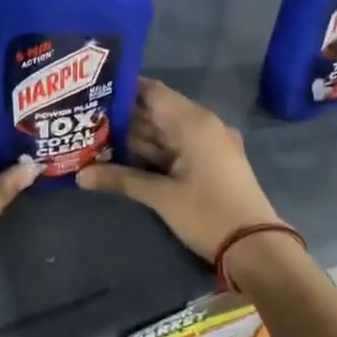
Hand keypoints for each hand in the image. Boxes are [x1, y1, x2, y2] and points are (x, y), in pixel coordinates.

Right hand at [78, 78, 280, 260]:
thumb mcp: (161, 196)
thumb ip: (120, 179)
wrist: (256, 246)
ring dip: (134, 138)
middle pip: (156, 112)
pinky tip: (121, 158)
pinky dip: (151, 153)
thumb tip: (79, 175)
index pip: (152, 92)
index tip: (91, 90)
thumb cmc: (208, 213)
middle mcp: (202, 125)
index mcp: (193, 122)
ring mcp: (208, 145)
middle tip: (84, 118)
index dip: (122, 89)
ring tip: (94, 136)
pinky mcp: (209, 163)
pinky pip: (175, 149)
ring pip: (164, 133)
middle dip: (122, 117)